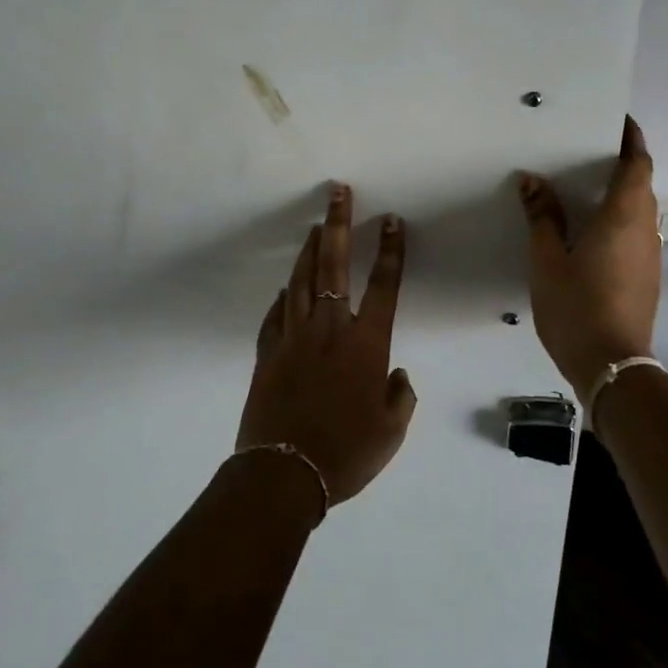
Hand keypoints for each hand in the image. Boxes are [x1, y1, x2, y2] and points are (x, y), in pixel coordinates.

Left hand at [237, 185, 415, 507]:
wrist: (283, 474)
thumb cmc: (346, 453)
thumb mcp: (391, 431)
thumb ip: (400, 396)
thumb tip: (395, 373)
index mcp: (365, 343)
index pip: (383, 285)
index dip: (390, 250)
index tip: (390, 220)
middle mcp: (329, 329)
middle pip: (333, 265)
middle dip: (338, 225)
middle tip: (338, 193)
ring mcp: (293, 338)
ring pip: (299, 281)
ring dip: (308, 250)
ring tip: (315, 227)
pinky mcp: (267, 353)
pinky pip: (275, 316)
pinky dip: (282, 298)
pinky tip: (285, 289)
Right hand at [518, 116, 660, 404]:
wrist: (611, 366)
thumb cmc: (576, 306)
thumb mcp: (547, 259)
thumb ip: (542, 217)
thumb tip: (532, 181)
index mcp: (622, 217)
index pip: (637, 165)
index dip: (632, 140)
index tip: (619, 122)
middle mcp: (644, 230)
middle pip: (641, 185)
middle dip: (622, 164)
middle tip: (588, 153)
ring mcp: (649, 256)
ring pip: (639, 211)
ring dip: (621, 194)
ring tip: (585, 189)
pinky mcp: (647, 277)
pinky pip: (635, 233)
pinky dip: (619, 220)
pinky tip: (591, 232)